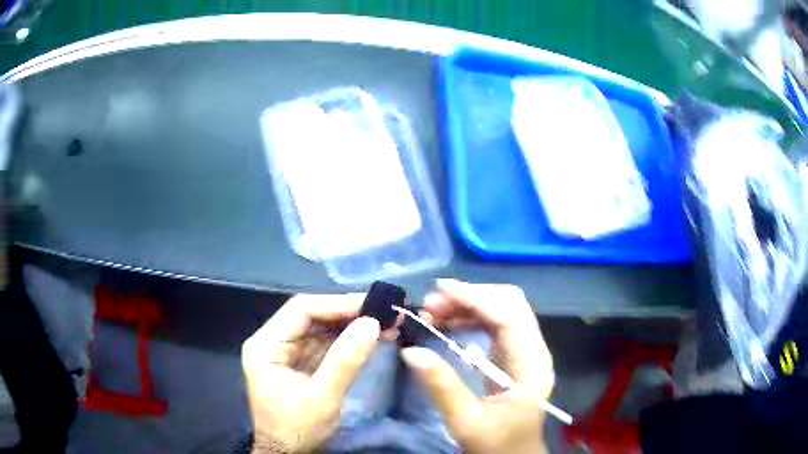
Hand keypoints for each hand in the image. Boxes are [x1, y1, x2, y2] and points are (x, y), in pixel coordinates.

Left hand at [242, 294, 380, 452]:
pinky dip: (348, 341)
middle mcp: (273, 342)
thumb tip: (372, 323)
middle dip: (348, 314)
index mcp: (266, 345)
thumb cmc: (297, 430)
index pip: (301, 310)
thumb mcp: (322, 399)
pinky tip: (370, 339)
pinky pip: (325, 345)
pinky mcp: (300, 364)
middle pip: (311, 316)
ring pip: (321, 328)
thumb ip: (345, 361)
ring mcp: (287, 353)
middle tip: (385, 313)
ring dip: (351, 326)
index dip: (337, 304)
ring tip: (385, 324)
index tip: (373, 305)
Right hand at [400, 279, 553, 453]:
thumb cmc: (497, 445)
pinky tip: (449, 323)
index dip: (475, 298)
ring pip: (504, 311)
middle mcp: (535, 351)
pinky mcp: (516, 358)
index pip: (510, 316)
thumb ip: (442, 387)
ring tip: (433, 311)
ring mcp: (527, 352)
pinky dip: (473, 318)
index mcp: (531, 366)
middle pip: (510, 305)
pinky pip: (497, 325)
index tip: (439, 291)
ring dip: (470, 305)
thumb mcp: (466, 422)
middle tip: (431, 304)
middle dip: (471, 296)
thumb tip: (411, 351)